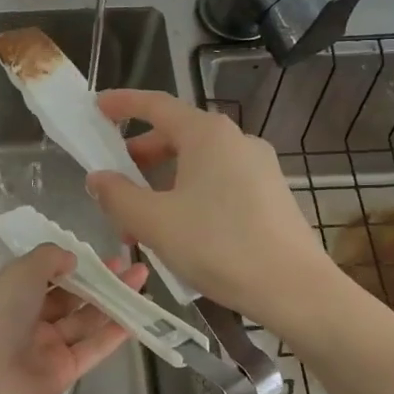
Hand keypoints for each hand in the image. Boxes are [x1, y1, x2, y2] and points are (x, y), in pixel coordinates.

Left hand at [0, 246, 147, 393]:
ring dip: (113, 300)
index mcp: (12, 292)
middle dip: (99, 280)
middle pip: (71, 296)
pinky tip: (136, 315)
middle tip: (130, 266)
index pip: (46, 274)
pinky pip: (93, 347)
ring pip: (86, 319)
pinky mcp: (65, 370)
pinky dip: (114, 332)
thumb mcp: (20, 272)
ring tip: (142, 280)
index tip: (100, 255)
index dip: (74, 264)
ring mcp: (48, 346)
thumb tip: (72, 258)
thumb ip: (49, 259)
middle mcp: (29, 318)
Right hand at [87, 89, 335, 329]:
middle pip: (176, 136)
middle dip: (139, 158)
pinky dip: (189, 196)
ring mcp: (258, 167)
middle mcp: (236, 140)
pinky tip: (179, 233)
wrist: (295, 290)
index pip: (156, 105)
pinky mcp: (270, 194)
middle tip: (113, 184)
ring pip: (197, 165)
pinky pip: (218, 183)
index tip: (97, 108)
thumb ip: (118, 196)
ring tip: (140, 223)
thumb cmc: (219, 246)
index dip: (122, 104)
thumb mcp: (155, 222)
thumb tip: (98, 178)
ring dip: (162, 185)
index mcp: (207, 135)